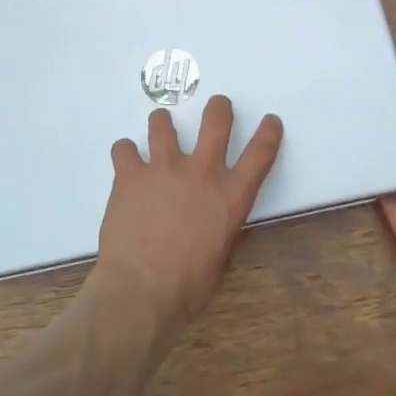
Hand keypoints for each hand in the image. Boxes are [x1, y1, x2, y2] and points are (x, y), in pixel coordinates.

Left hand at [95, 96, 283, 339]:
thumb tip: (209, 220)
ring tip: (160, 128)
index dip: (269, 133)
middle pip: (216, 120)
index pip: (260, 154)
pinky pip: (124, 148)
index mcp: (230, 196)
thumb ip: (218, 226)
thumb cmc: (188, 286)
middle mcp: (201, 172)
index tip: (270, 121)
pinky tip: (125, 162)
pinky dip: (125, 153)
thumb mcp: (220, 256)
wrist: (141, 290)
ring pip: (163, 123)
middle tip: (217, 106)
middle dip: (219, 108)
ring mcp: (163, 167)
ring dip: (162, 123)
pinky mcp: (130, 173)